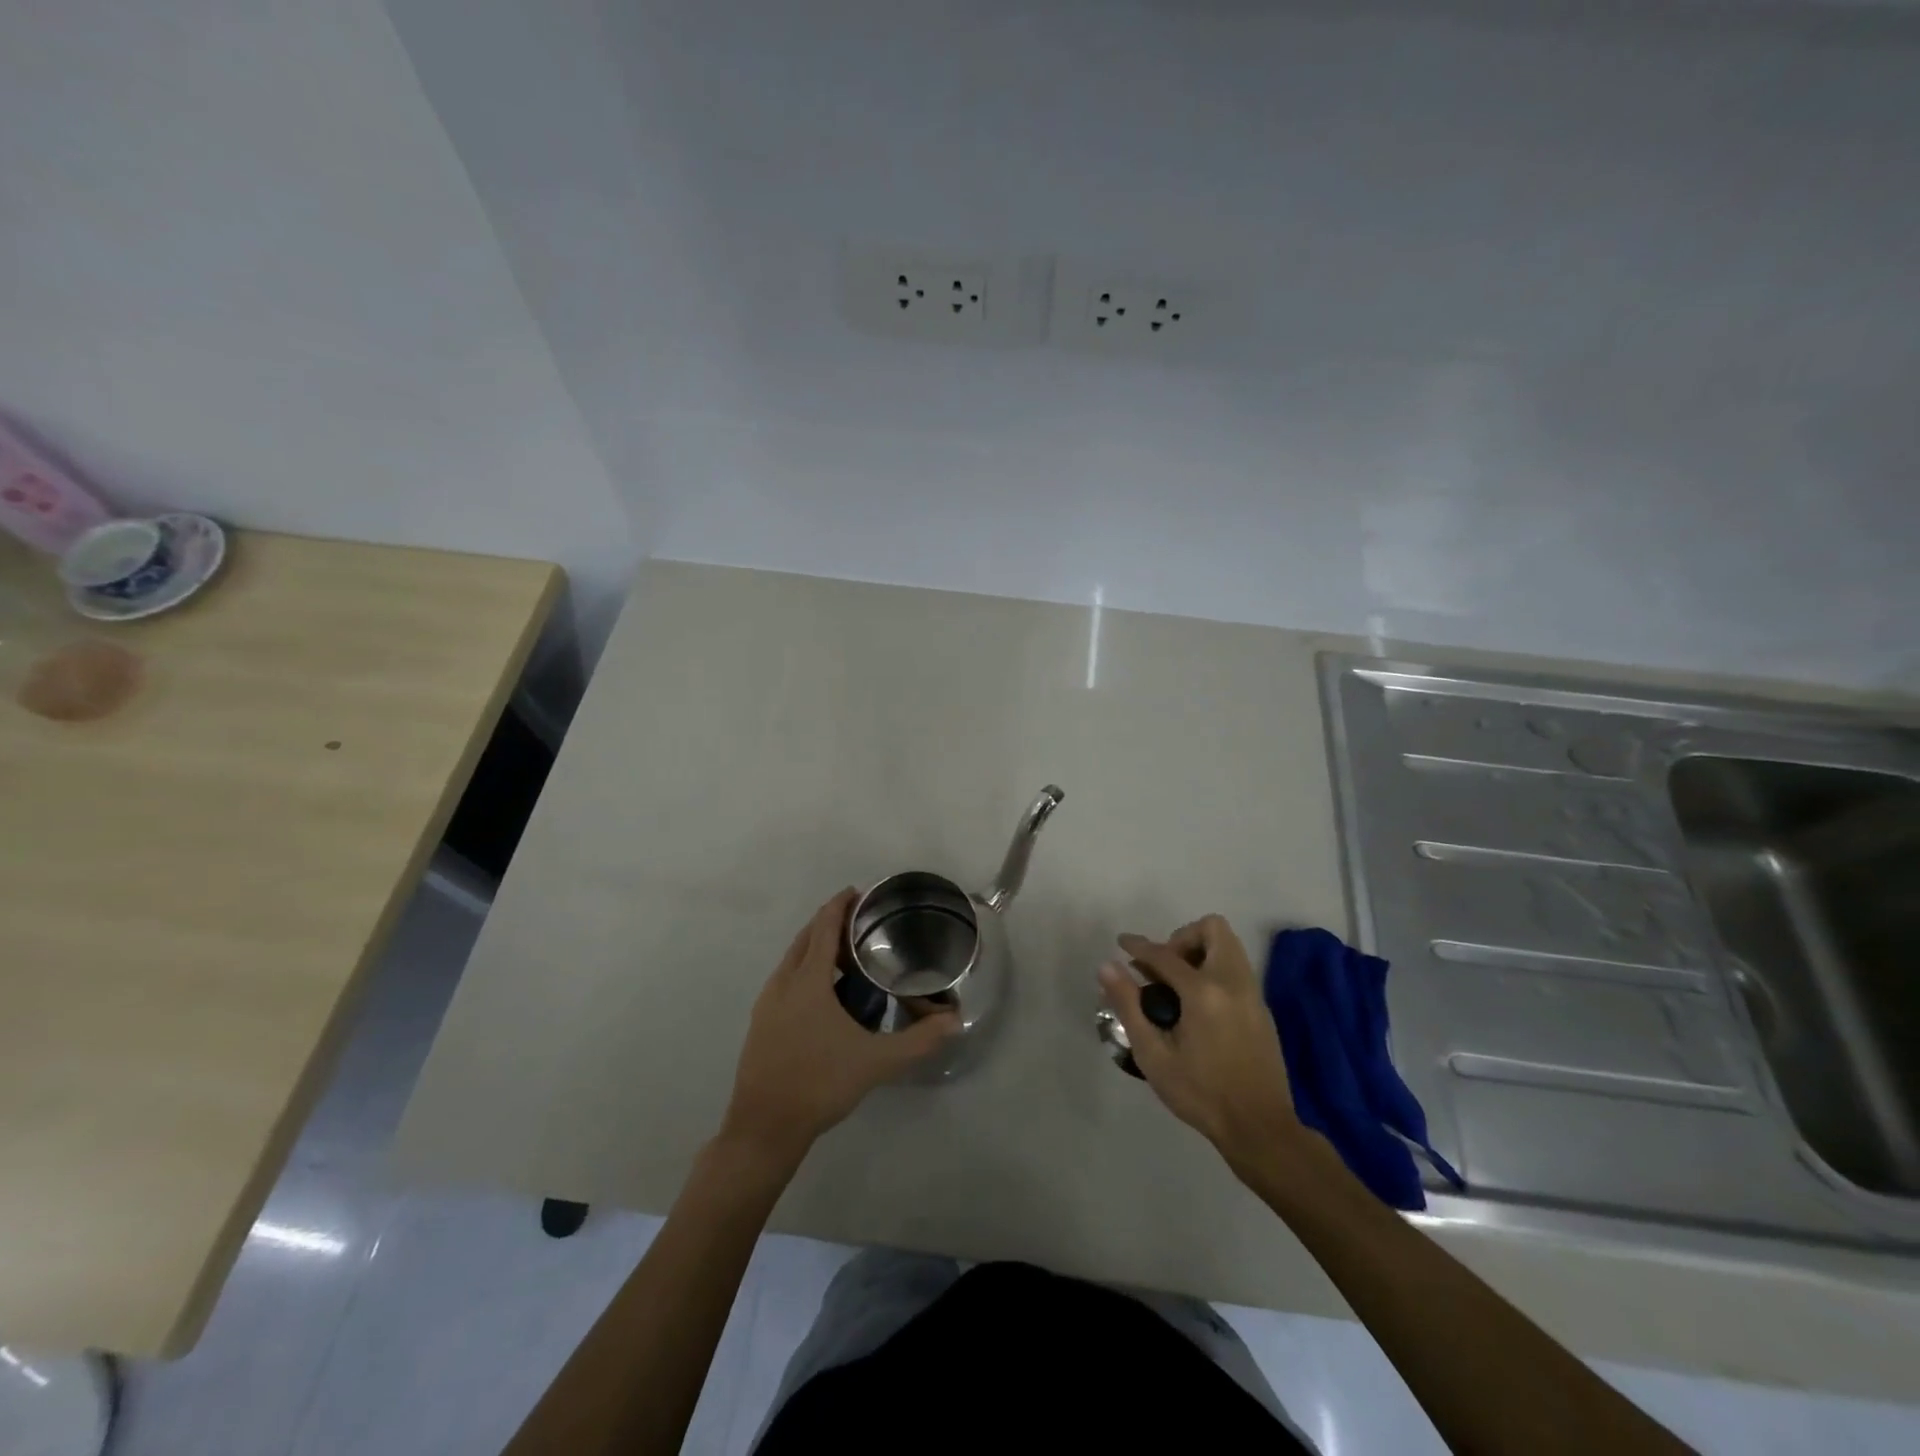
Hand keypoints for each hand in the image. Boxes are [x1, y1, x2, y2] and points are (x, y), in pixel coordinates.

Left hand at [721, 888, 958, 1167]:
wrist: (763, 1128)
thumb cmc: (819, 1084)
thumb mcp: (876, 1062)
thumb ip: (918, 1040)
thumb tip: (955, 1022)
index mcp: (807, 981)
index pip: (823, 927)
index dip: (839, 906)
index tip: (859, 893)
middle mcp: (783, 983)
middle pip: (805, 938)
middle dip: (829, 923)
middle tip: (860, 923)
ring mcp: (767, 1004)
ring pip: (792, 960)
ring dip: (815, 947)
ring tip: (846, 955)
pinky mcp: (761, 1023)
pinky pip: (785, 980)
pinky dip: (805, 970)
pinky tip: (824, 995)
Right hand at [1100, 915, 1311, 1178]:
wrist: (1259, 1128)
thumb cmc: (1200, 1093)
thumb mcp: (1153, 1054)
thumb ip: (1128, 1005)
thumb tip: (1107, 966)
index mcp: (1204, 992)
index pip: (1165, 953)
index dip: (1138, 946)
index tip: (1121, 944)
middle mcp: (1232, 982)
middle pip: (1213, 929)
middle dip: (1182, 938)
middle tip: (1162, 968)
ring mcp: (1252, 994)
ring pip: (1229, 946)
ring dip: (1199, 951)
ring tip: (1176, 985)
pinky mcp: (1261, 1009)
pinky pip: (1236, 969)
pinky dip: (1214, 970)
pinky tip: (1196, 1005)